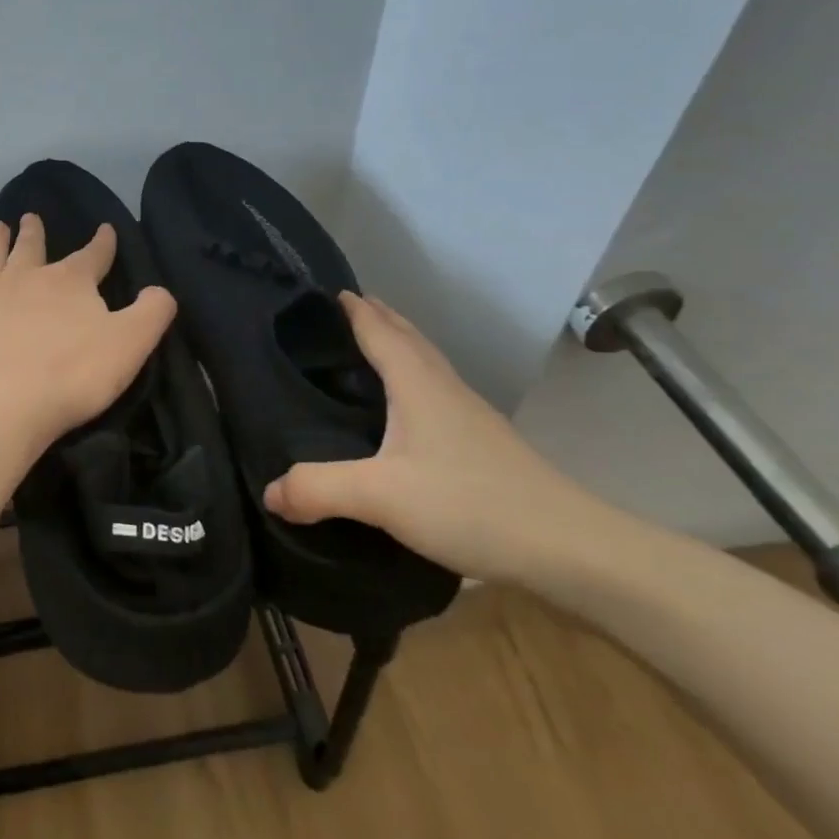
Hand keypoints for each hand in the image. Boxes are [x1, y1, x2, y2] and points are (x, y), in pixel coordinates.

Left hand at [0, 215, 176, 452]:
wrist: (8, 404)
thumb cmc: (75, 372)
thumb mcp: (131, 342)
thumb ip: (152, 312)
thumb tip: (160, 290)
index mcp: (70, 279)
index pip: (93, 254)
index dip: (103, 242)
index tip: (106, 229)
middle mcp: (27, 276)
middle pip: (31, 246)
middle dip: (34, 231)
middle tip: (30, 216)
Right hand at [263, 292, 607, 582]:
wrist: (569, 547)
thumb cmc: (470, 504)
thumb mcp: (382, 497)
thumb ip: (319, 489)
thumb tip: (269, 491)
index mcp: (417, 384)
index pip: (379, 331)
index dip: (354, 310)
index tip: (329, 291)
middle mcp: (444, 388)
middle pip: (408, 337)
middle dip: (378, 317)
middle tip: (347, 307)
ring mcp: (469, 414)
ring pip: (427, 362)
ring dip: (400, 343)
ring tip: (374, 343)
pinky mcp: (483, 442)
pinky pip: (436, 390)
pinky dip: (414, 376)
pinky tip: (409, 406)